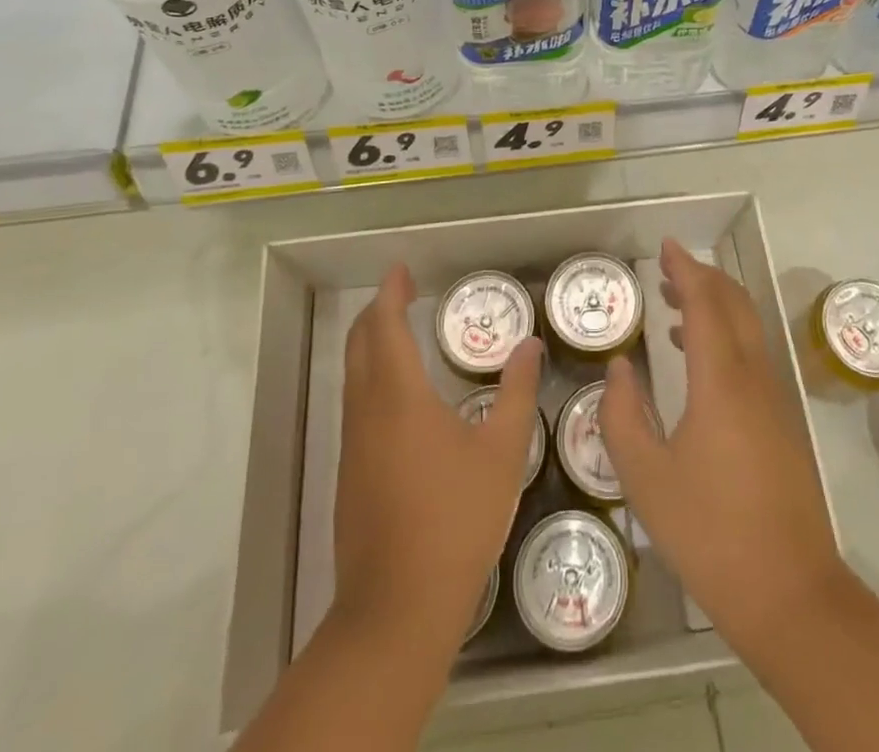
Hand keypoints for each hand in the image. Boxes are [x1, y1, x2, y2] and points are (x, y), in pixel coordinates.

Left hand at [332, 264, 542, 656]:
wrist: (397, 608)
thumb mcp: (503, 452)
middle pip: (360, 345)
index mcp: (400, 396)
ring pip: (353, 376)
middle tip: (401, 292)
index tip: (401, 270)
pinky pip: (356, 406)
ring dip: (371, 345)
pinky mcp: (350, 475)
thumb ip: (517, 392)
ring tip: (400, 333)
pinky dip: (371, 378)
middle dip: (376, 312)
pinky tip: (399, 397)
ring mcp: (353, 445)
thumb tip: (529, 345)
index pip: (386, 326)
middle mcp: (367, 411)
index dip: (391, 293)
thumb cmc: (456, 519)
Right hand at [599, 240, 844, 649]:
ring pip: (748, 328)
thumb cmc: (710, 533)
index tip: (666, 246)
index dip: (685, 269)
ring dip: (716, 306)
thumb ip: (623, 415)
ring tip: (675, 307)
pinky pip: (754, 355)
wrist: (791, 594)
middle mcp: (754, 377)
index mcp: (721, 380)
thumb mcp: (645, 478)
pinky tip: (700, 361)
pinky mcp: (783, 423)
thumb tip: (621, 368)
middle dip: (703, 278)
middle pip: (735, 304)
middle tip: (667, 271)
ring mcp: (775, 400)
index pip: (705, 302)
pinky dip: (727, 336)